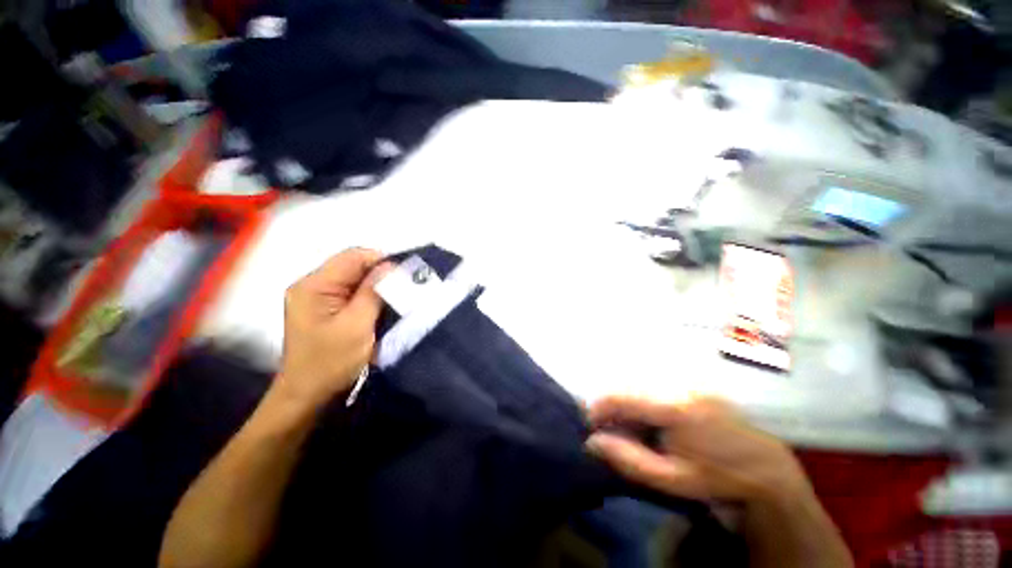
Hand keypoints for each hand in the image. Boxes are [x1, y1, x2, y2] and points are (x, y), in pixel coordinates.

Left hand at [274, 248, 390, 410]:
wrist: (308, 396)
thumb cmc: (331, 362)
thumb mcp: (357, 325)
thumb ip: (373, 292)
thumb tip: (392, 266)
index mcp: (314, 286)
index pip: (353, 257)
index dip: (381, 261)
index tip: (405, 275)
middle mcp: (312, 285)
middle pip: (354, 266)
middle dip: (381, 274)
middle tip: (405, 287)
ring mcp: (317, 297)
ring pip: (355, 279)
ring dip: (377, 286)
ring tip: (396, 297)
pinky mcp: (325, 309)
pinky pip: (352, 292)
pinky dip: (370, 296)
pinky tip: (382, 306)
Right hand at [586, 397, 810, 505]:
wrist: (765, 468)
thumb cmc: (717, 478)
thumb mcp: (672, 480)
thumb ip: (629, 459)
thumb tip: (592, 442)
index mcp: (673, 409)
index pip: (621, 397)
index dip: (599, 408)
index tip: (590, 425)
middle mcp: (677, 386)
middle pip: (628, 386)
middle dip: (612, 406)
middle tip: (608, 429)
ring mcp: (687, 382)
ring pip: (641, 384)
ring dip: (627, 402)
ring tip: (627, 426)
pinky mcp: (693, 383)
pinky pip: (655, 386)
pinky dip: (643, 399)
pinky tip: (648, 418)